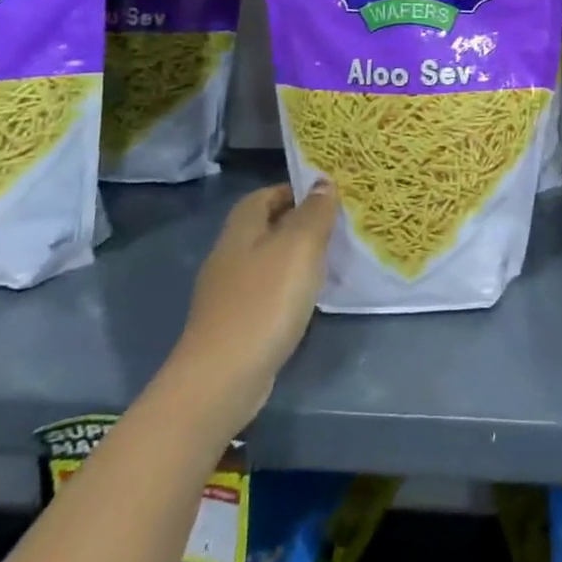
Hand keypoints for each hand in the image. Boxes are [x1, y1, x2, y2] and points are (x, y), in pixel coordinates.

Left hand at [159, 181, 339, 440]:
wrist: (223, 378)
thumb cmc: (265, 301)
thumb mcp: (300, 246)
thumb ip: (314, 212)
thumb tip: (323, 183)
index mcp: (241, 230)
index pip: (264, 195)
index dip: (294, 190)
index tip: (329, 195)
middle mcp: (229, 255)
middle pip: (266, 227)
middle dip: (299, 222)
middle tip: (338, 225)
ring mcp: (229, 292)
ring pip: (268, 260)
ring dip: (297, 256)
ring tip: (332, 259)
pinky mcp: (236, 323)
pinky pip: (267, 291)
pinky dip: (289, 287)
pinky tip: (309, 297)